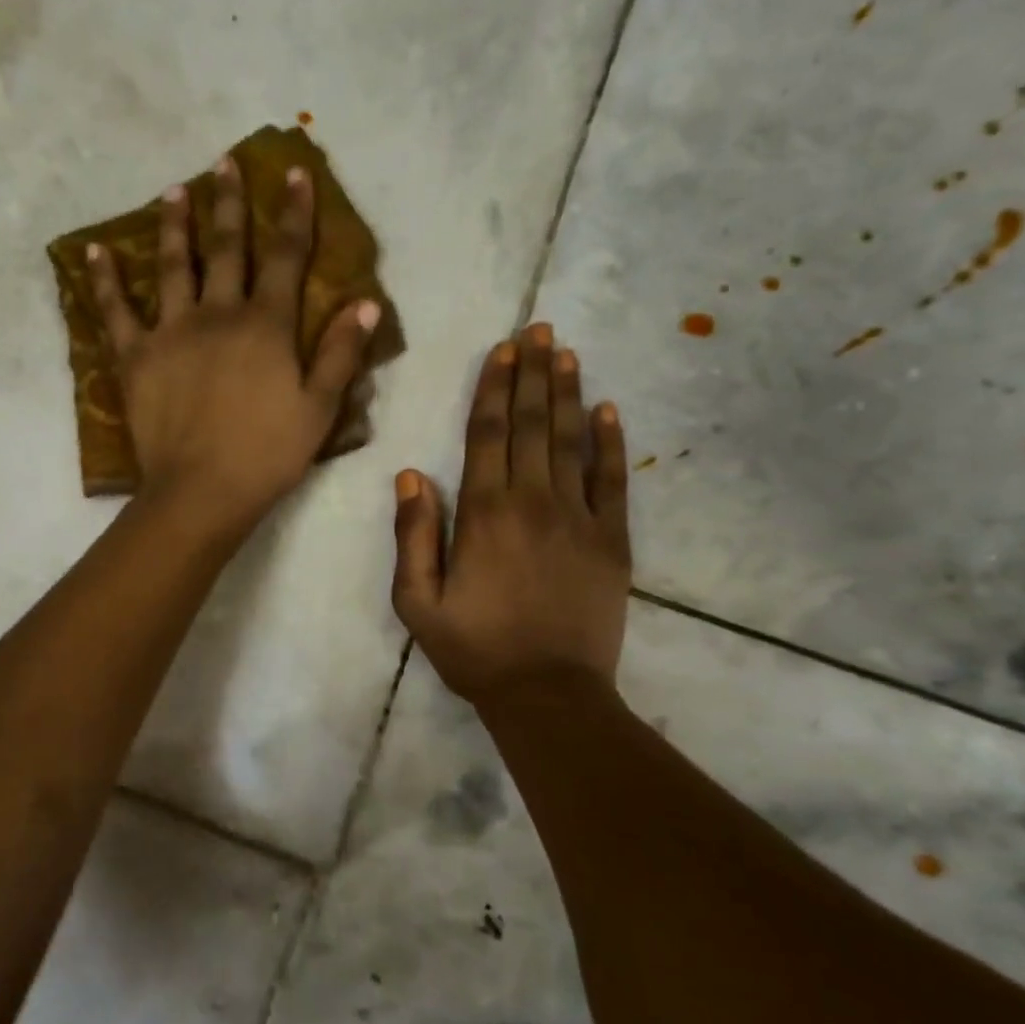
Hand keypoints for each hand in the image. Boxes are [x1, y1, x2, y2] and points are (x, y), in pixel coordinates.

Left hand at [85, 158, 378, 537]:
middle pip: (225, 248)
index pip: (285, 256)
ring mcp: (171, 331)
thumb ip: (341, 353)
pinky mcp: (135, 357)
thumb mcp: (320, 408)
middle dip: (229, 203)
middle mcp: (218, 314)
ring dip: (174, 225)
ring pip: (172, 266)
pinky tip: (95, 252)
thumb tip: (365, 302)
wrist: (201, 491)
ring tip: (174, 190)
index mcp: (266, 325)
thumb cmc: (268, 454)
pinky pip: (116, 311)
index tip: (295, 174)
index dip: (293, 213)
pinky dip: (105, 281)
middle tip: (224, 163)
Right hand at [391, 323, 631, 704]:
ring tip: (567, 353)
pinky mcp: (612, 541)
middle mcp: (533, 501)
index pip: (488, 434)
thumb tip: (411, 475)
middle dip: (534, 373)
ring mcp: (579, 518)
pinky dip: (610, 443)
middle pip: (532, 424)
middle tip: (540, 329)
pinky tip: (608, 410)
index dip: (494, 388)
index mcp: (484, 513)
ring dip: (568, 393)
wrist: (548, 694)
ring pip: (572, 441)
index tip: (502, 350)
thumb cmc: (474, 650)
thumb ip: (413, 536)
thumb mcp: (418, 602)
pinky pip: (613, 481)